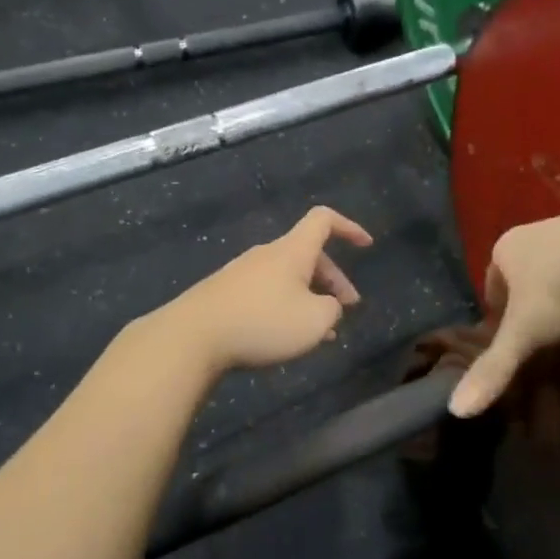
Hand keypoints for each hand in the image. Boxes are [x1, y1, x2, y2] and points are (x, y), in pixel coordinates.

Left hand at [166, 206, 373, 371]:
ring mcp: (243, 272)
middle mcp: (268, 254)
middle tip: (347, 309)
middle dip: (333, 280)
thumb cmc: (262, 322)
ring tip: (320, 332)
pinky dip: (285, 308)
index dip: (349, 227)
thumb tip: (325, 305)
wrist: (193, 336)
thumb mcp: (314, 321)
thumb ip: (331, 309)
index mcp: (292, 250)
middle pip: (308, 254)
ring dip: (309, 298)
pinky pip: (266, 293)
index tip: (366, 245)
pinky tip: (285, 337)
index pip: (324, 220)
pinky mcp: (226, 293)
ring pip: (288, 278)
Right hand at [448, 209, 559, 417]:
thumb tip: (456, 410)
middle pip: (526, 270)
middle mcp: (535, 231)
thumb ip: (493, 369)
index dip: (500, 310)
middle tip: (548, 331)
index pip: (493, 281)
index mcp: (506, 248)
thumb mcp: (524, 334)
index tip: (514, 334)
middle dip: (533, 297)